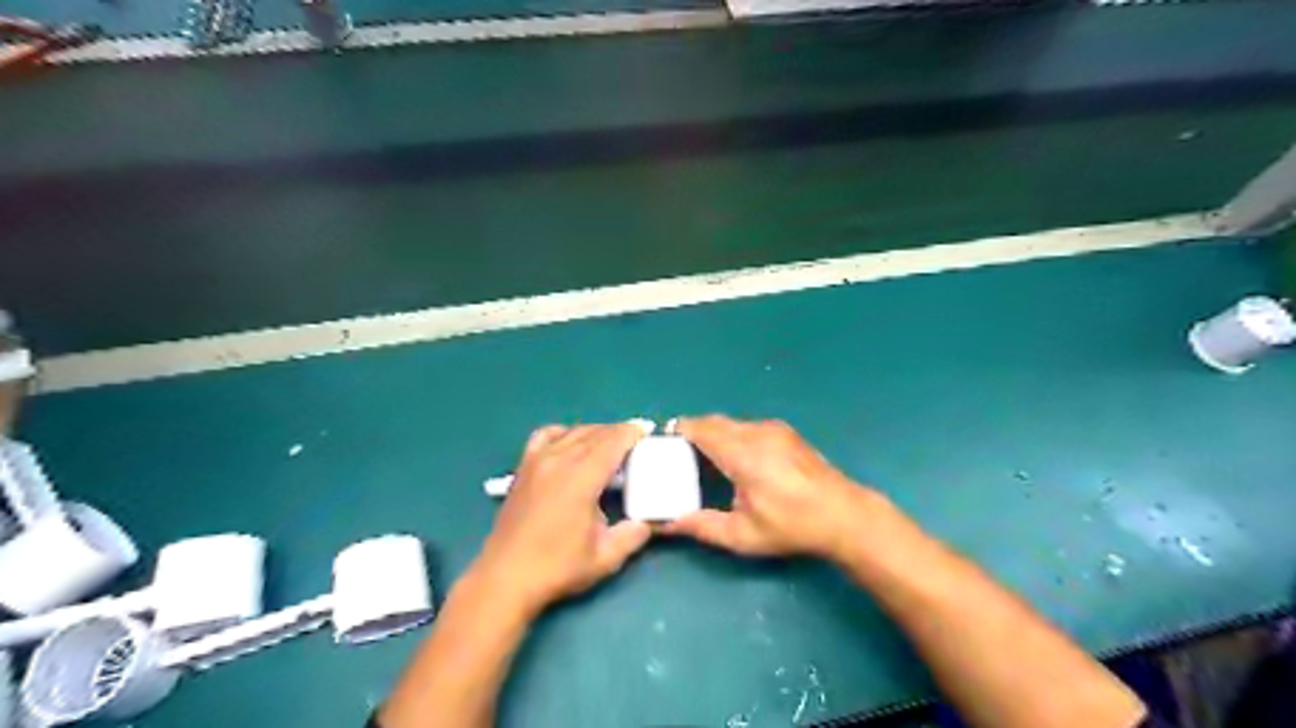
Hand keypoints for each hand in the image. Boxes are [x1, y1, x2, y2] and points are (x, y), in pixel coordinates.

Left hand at [473, 421, 651, 620]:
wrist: (505, 578)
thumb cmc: (557, 568)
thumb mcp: (605, 557)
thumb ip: (633, 535)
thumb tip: (648, 521)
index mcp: (581, 478)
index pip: (612, 442)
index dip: (631, 432)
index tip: (647, 431)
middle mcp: (559, 460)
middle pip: (594, 433)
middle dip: (617, 432)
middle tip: (635, 440)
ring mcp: (537, 461)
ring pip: (572, 432)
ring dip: (594, 432)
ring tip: (608, 443)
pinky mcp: (523, 469)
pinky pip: (545, 436)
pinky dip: (563, 433)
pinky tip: (570, 443)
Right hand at [663, 416, 874, 556]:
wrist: (844, 515)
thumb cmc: (792, 526)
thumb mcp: (743, 535)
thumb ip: (702, 526)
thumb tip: (667, 524)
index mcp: (743, 453)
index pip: (701, 429)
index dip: (679, 431)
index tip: (663, 442)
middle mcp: (757, 432)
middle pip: (714, 421)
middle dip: (693, 431)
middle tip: (678, 453)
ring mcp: (774, 429)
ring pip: (732, 423)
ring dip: (714, 433)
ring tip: (702, 457)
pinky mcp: (786, 433)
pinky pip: (748, 426)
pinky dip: (732, 435)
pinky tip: (734, 457)